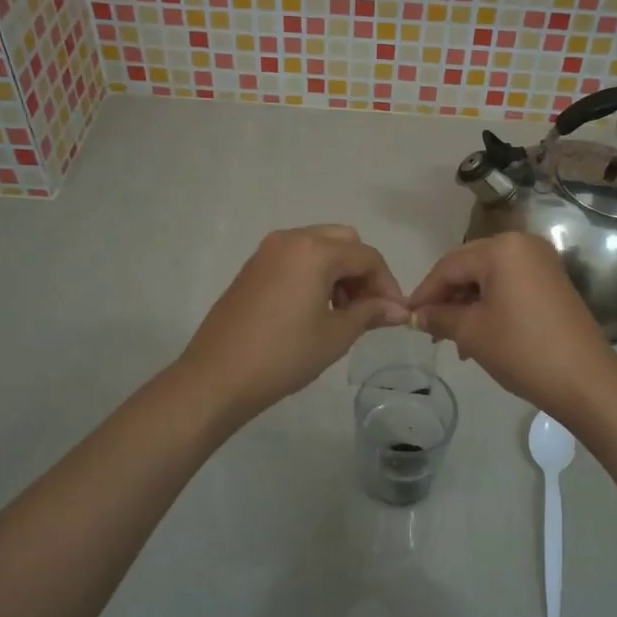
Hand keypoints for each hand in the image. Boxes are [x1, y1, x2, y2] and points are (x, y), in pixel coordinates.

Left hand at [177, 225, 408, 426]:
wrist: (217, 376)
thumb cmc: (284, 356)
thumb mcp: (335, 335)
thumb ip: (370, 313)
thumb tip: (399, 309)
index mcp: (314, 251)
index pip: (366, 256)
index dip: (387, 284)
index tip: (395, 314)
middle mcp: (290, 239)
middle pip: (343, 242)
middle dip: (362, 271)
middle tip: (367, 308)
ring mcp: (267, 251)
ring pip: (318, 247)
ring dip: (338, 271)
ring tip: (341, 312)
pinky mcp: (253, 267)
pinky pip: (295, 257)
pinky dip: (313, 273)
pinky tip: (313, 309)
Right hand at [408, 233, 616, 426]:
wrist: (586, 381)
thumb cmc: (522, 350)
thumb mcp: (471, 333)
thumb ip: (438, 317)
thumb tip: (416, 315)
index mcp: (502, 248)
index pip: (449, 265)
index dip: (425, 292)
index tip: (405, 316)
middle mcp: (523, 245)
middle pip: (469, 267)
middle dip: (446, 298)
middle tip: (428, 328)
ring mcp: (541, 263)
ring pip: (488, 278)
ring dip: (467, 305)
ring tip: (453, 340)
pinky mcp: (552, 282)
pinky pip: (509, 286)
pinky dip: (490, 306)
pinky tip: (478, 334)